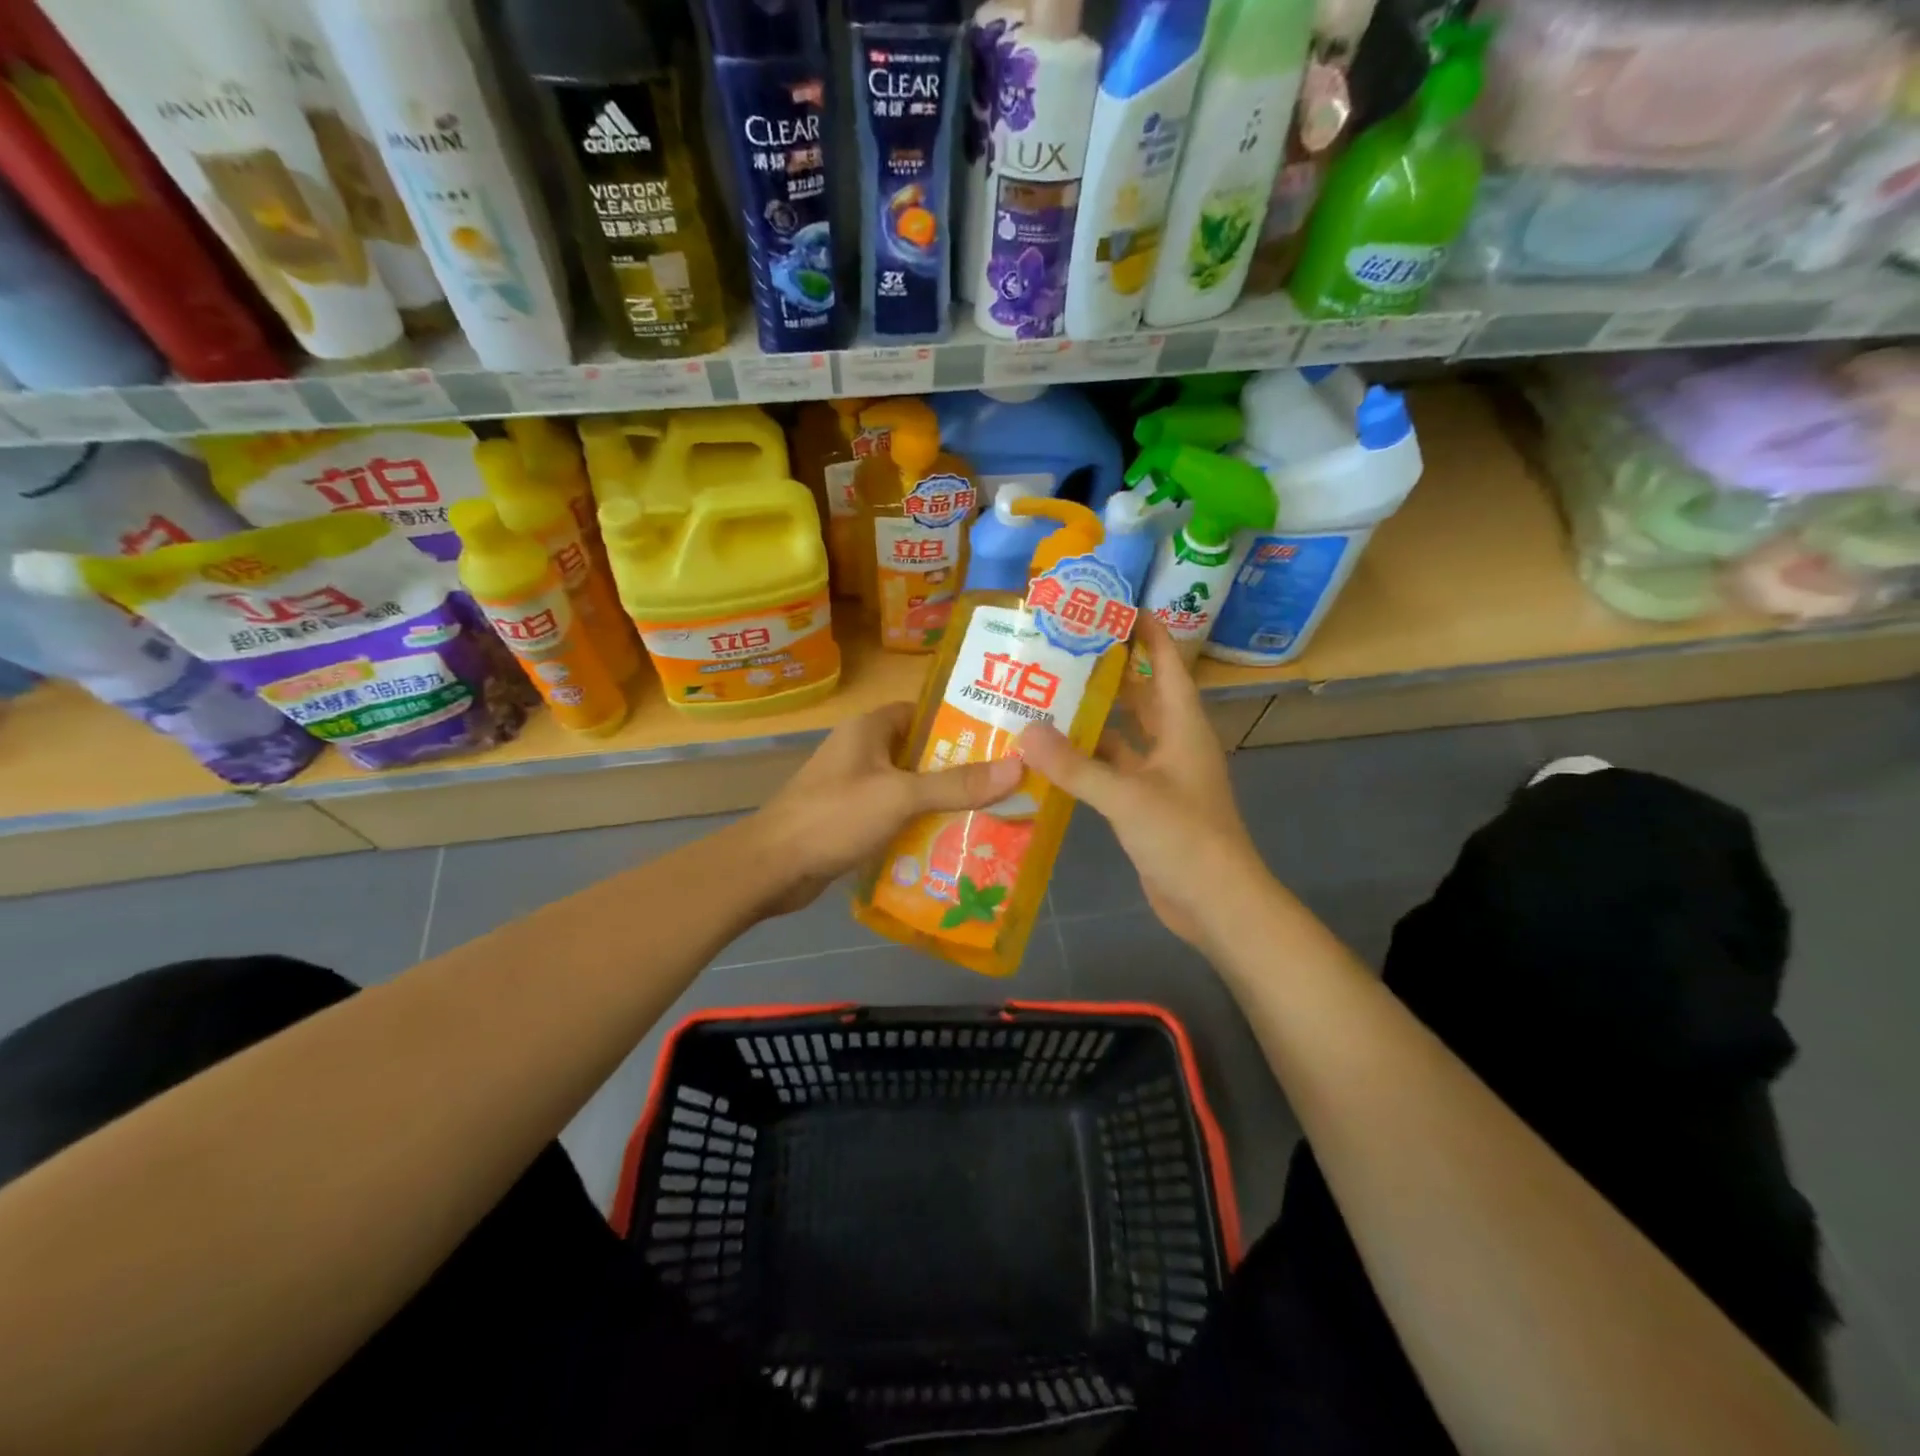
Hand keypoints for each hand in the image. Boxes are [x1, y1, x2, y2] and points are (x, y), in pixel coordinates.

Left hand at [751, 702, 1023, 916]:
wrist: (772, 867)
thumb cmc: (834, 817)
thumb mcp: (900, 797)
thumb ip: (956, 784)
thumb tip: (1017, 767)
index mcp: (869, 729)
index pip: (923, 712)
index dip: (959, 722)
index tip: (1000, 740)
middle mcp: (862, 751)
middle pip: (920, 753)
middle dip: (959, 769)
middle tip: (1005, 784)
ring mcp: (854, 787)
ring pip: (909, 787)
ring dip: (941, 801)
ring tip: (990, 814)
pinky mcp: (850, 819)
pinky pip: (894, 814)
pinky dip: (918, 825)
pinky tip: (950, 842)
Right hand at [1018, 616, 1267, 949]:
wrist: (1216, 904)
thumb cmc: (1184, 838)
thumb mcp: (1127, 797)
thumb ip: (1074, 766)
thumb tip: (1025, 730)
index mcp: (1182, 725)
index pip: (1165, 662)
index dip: (1143, 630)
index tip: (1108, 604)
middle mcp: (1172, 743)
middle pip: (1139, 694)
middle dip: (1105, 671)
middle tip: (1058, 649)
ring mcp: (1159, 775)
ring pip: (1121, 734)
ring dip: (1090, 718)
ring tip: (1043, 696)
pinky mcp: (1144, 804)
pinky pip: (1111, 770)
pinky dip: (1085, 761)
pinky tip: (1050, 755)